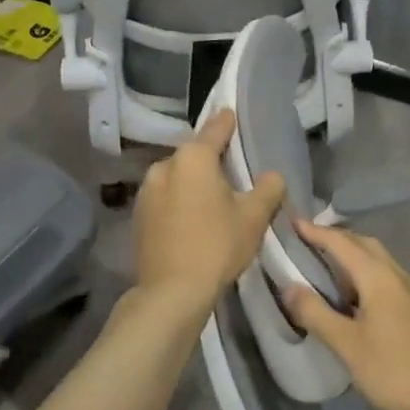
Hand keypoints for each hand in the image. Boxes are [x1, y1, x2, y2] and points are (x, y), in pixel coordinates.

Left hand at [131, 109, 284, 319]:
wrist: (172, 293)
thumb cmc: (217, 245)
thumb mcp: (254, 216)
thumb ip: (269, 187)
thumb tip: (272, 176)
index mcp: (193, 157)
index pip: (216, 128)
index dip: (229, 122)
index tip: (234, 115)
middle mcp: (164, 165)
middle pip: (195, 155)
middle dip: (212, 161)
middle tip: (233, 174)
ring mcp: (146, 191)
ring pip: (178, 177)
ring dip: (194, 183)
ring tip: (213, 201)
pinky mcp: (137, 216)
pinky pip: (166, 198)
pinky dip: (180, 202)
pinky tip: (193, 220)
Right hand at [284, 222, 409, 409]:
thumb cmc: (392, 372)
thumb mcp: (347, 345)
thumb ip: (316, 313)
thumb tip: (288, 286)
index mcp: (380, 277)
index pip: (343, 243)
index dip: (317, 232)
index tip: (292, 222)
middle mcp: (398, 275)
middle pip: (364, 245)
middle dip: (336, 239)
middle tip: (306, 242)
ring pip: (377, 261)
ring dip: (351, 256)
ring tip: (322, 267)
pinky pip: (385, 278)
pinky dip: (363, 275)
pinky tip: (350, 296)